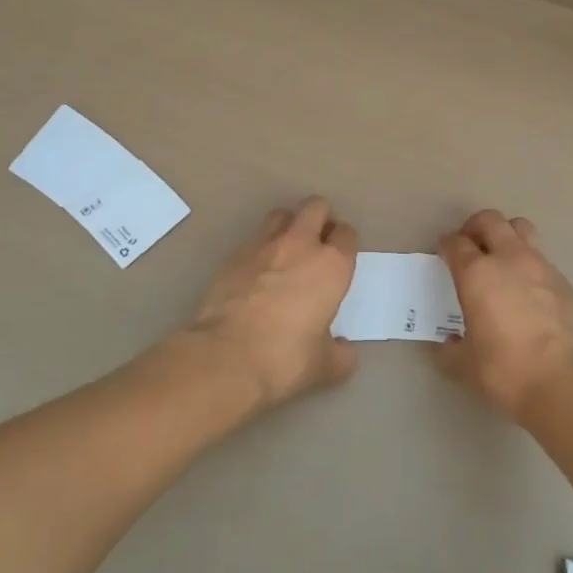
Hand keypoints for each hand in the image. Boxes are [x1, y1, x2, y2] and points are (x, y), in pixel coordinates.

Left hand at [185, 198, 358, 408]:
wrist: (226, 357)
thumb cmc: (285, 359)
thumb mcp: (324, 366)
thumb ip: (341, 354)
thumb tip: (344, 350)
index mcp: (331, 265)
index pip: (347, 234)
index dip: (345, 243)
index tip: (340, 258)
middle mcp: (300, 245)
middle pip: (315, 207)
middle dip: (320, 218)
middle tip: (317, 242)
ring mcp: (263, 245)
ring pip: (282, 215)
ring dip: (288, 226)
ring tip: (286, 251)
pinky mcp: (233, 255)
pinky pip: (253, 239)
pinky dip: (260, 249)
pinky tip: (256, 273)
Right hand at [435, 210, 572, 425]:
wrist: (566, 382)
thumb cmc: (506, 370)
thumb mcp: (466, 365)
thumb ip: (450, 350)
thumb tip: (446, 344)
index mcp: (477, 274)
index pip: (456, 243)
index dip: (446, 245)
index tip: (443, 253)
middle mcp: (509, 259)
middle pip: (490, 220)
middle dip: (476, 227)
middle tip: (471, 245)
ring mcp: (542, 267)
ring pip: (522, 229)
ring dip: (508, 235)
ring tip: (503, 258)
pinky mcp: (566, 283)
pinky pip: (544, 262)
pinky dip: (532, 268)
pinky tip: (531, 294)